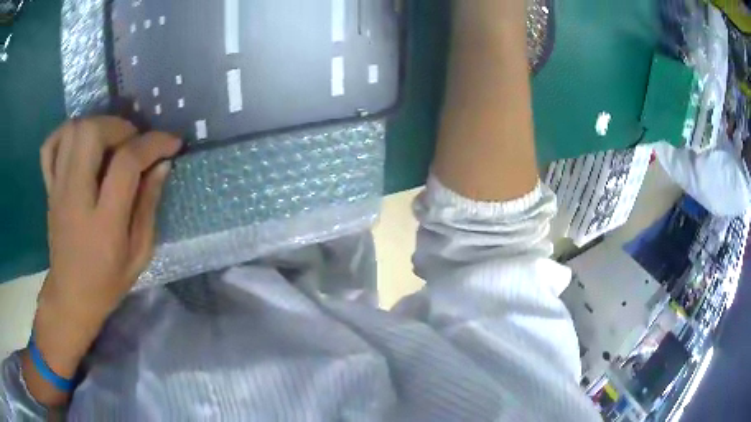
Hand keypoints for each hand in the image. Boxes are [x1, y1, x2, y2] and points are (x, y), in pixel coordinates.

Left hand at [22, 117, 179, 406]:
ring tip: (110, 141)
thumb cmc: (106, 282)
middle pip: (92, 133)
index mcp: (103, 222)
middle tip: (133, 142)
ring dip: (96, 125)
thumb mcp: (138, 255)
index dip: (153, 144)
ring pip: (72, 131)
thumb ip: (149, 206)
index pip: (126, 163)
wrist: (70, 296)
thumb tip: (162, 165)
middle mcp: (76, 197)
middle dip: (120, 127)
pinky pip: (51, 145)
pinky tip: (78, 144)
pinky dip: (65, 133)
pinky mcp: (49, 188)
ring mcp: (58, 189)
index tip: (172, 144)